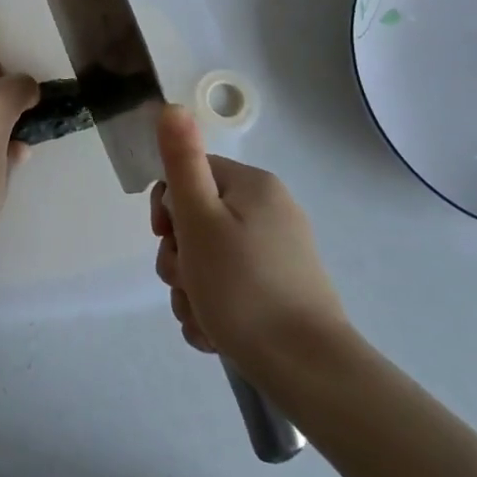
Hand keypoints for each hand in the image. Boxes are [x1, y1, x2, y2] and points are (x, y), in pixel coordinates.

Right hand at [150, 106, 348, 370]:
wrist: (308, 371)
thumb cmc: (243, 287)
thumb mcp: (200, 219)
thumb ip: (182, 161)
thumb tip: (171, 105)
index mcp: (253, 186)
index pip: (189, 176)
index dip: (168, 209)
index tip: (168, 239)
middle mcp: (270, 212)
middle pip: (197, 221)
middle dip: (179, 258)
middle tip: (187, 284)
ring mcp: (278, 254)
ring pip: (209, 260)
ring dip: (191, 289)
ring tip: (202, 318)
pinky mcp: (282, 291)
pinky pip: (231, 287)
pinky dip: (215, 308)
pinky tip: (215, 334)